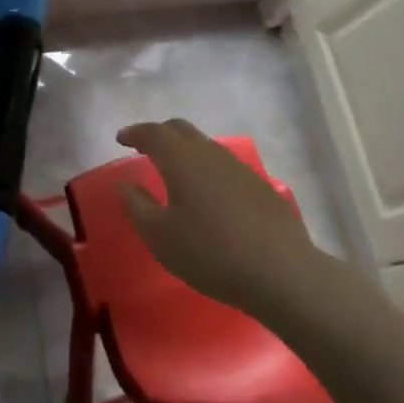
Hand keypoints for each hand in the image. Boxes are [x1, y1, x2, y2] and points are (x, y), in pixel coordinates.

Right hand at [115, 119, 320, 318]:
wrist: (282, 272)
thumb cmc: (210, 253)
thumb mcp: (160, 236)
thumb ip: (137, 206)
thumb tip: (124, 184)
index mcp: (181, 159)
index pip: (153, 133)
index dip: (134, 133)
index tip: (121, 139)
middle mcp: (209, 153)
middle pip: (180, 129)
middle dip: (159, 134)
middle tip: (144, 148)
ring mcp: (238, 168)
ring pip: (205, 145)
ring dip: (185, 150)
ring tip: (175, 170)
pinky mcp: (260, 186)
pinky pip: (224, 165)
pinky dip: (207, 168)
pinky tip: (209, 193)